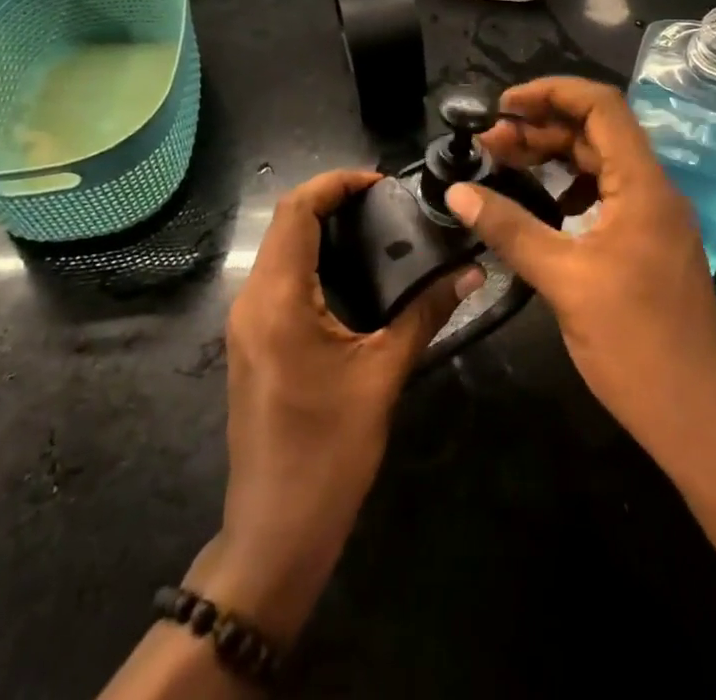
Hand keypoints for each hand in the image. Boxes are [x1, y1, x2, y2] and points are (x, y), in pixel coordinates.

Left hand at [203, 169, 482, 639]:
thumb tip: (470, 273)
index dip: (335, 184)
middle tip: (386, 204)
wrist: (275, 532)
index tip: (380, 182)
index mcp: (278, 299)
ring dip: (320, 228)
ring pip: (279, 249)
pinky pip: (277, 277)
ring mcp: (245, 322)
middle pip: (285, 223)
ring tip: (376, 228)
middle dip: (331, 201)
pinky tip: (352, 273)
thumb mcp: (383, 375)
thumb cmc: (329, 451)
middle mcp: (252, 299)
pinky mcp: (252, 341)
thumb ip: (425, 314)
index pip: (296, 211)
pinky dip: (311, 258)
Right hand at [446, 77, 715, 472]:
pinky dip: (570, 188)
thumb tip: (457, 192)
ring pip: (600, 164)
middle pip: (597, 132)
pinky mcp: (648, 244)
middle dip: (541, 128)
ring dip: (553, 157)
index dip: (551, 92)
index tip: (503, 106)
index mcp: (644, 185)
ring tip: (504, 165)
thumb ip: (510, 229)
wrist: (700, 420)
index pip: (602, 106)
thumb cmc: (636, 345)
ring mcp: (654, 218)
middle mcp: (654, 189)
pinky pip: (606, 195)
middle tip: (489, 143)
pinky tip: (541, 205)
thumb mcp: (564, 281)